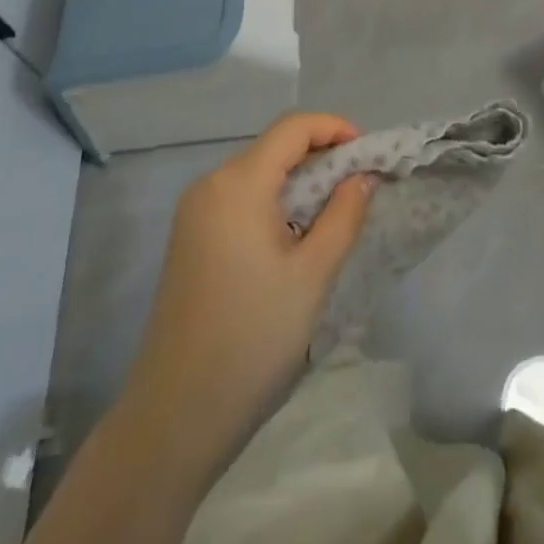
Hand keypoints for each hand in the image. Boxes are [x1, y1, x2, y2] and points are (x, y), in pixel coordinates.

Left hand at [123, 114, 376, 450]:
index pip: (293, 128)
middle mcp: (211, 184)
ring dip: (299, 182)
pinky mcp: (189, 239)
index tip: (368, 153)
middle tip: (359, 188)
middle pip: (274, 148)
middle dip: (321, 157)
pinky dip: (274, 202)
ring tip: (334, 214)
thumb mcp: (313, 275)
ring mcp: (194, 212)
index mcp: (238, 183)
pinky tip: (294, 237)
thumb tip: (362, 176)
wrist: (175, 415)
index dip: (334, 128)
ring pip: (257, 173)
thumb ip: (343, 215)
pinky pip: (239, 199)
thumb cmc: (253, 338)